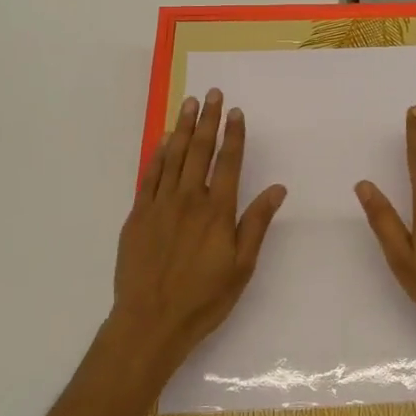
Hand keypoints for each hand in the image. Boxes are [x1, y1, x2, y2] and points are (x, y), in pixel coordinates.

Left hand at [112, 88, 287, 379]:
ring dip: (183, 128)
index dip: (233, 135)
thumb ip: (257, 223)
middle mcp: (189, 199)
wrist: (150, 322)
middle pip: (200, 150)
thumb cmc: (204, 298)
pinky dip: (157, 154)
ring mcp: (160, 205)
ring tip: (189, 104)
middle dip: (208, 120)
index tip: (235, 111)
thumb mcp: (242, 266)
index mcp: (217, 211)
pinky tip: (163, 140)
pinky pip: (150, 175)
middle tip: (212, 93)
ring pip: (173, 156)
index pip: (229, 162)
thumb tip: (277, 188)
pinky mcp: (138, 215)